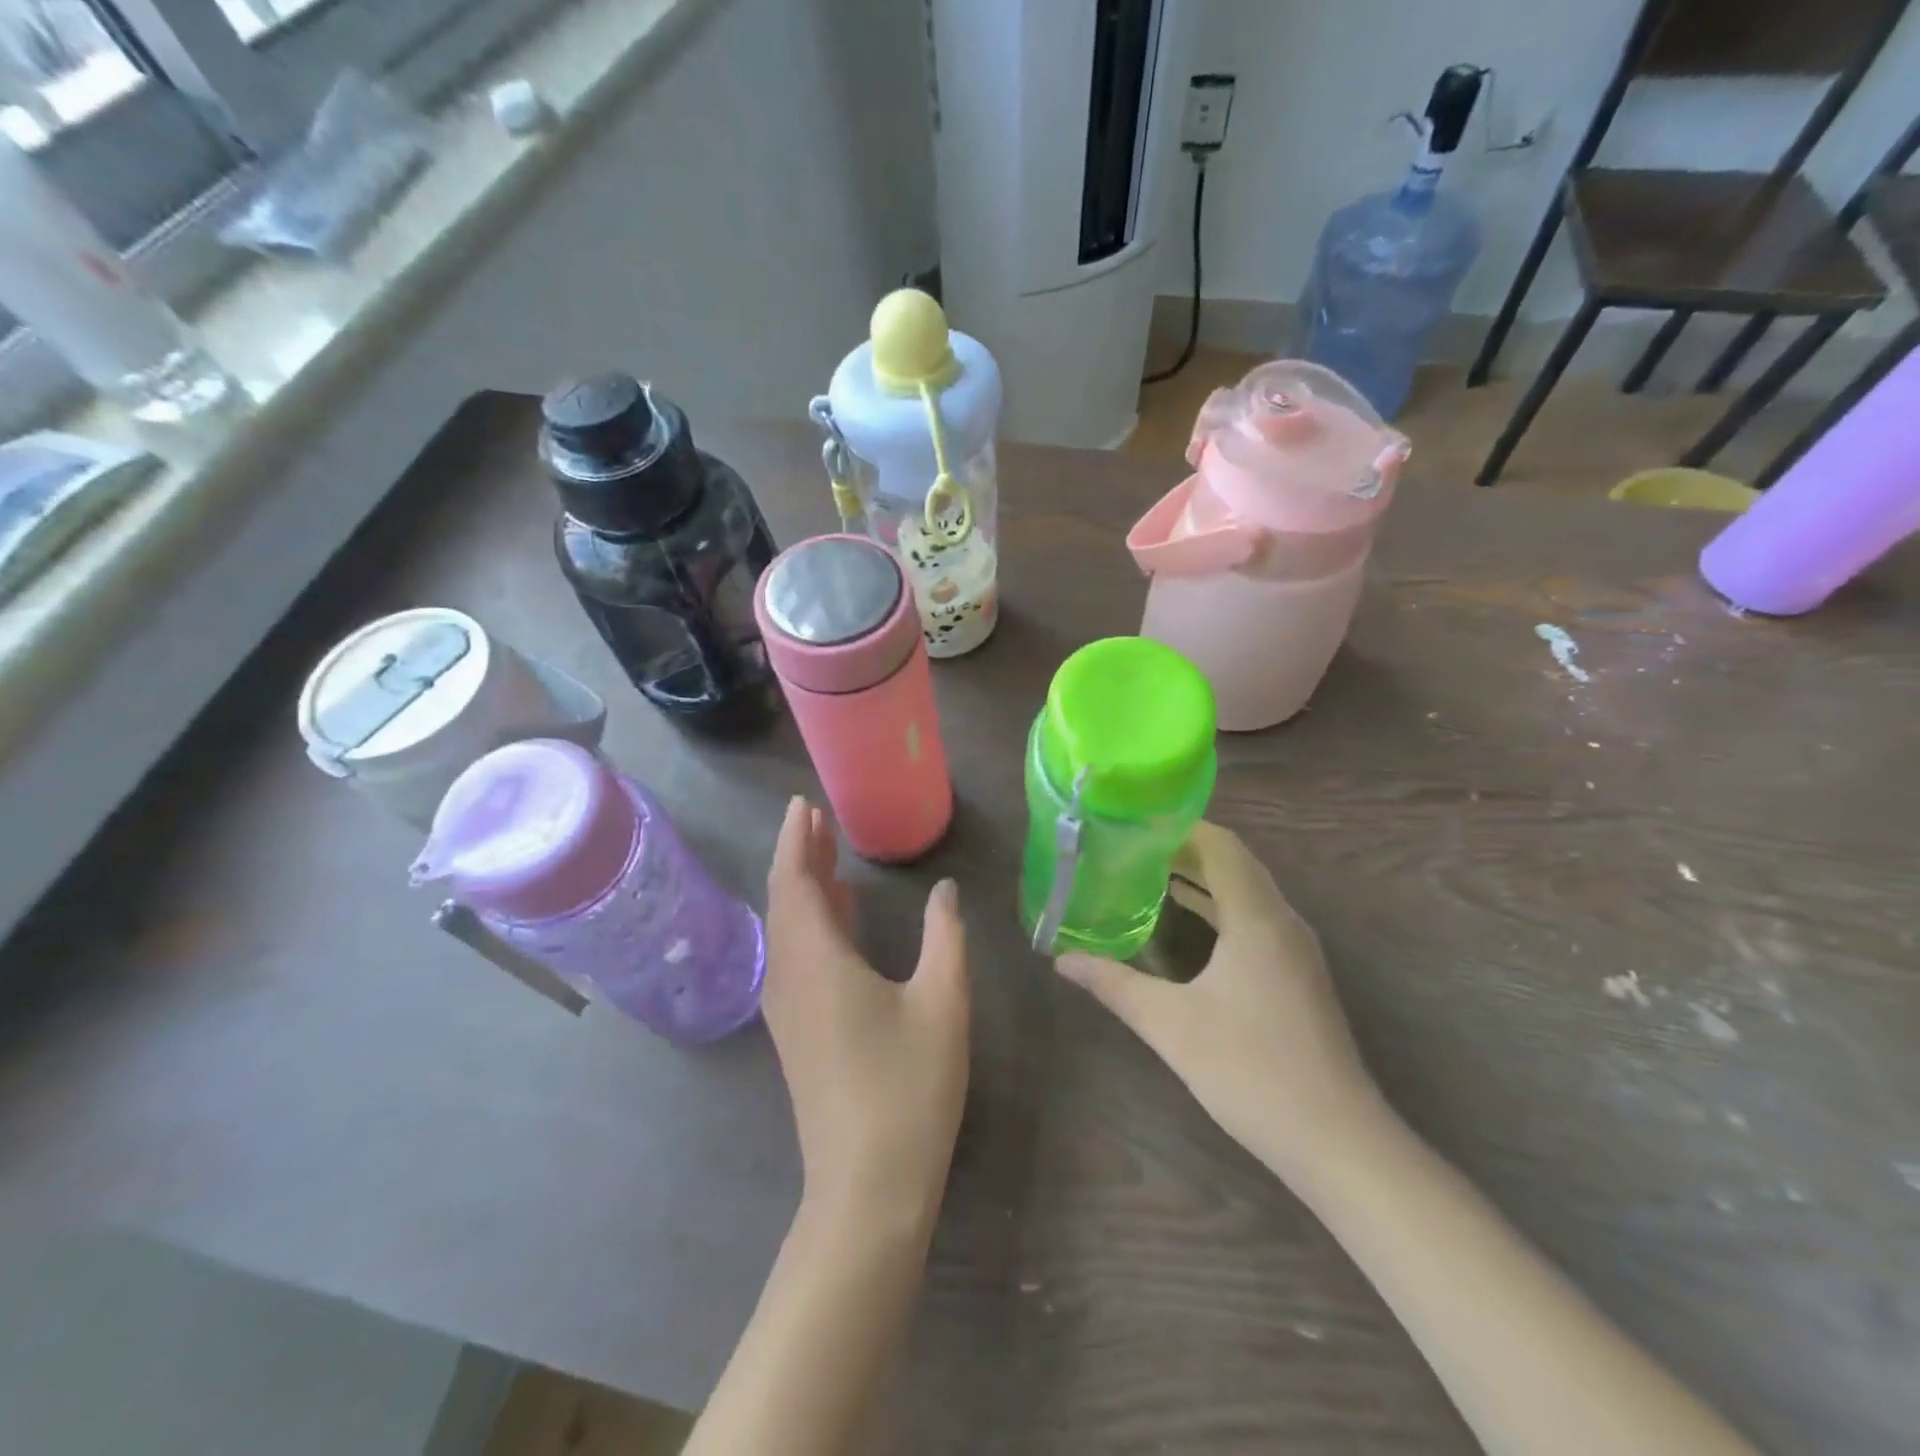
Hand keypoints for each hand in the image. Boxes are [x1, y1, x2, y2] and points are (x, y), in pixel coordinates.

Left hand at [764, 797, 970, 1232]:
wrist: (867, 1187)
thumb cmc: (909, 1088)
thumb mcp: (942, 1002)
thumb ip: (944, 937)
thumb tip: (944, 891)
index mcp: (817, 960)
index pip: (795, 881)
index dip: (796, 839)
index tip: (804, 804)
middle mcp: (790, 977)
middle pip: (786, 900)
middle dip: (799, 855)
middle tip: (816, 818)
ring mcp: (788, 1008)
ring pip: (788, 930)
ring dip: (804, 888)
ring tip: (827, 854)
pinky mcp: (797, 1032)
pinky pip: (795, 956)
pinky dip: (812, 923)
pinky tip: (839, 918)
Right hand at [1055, 821, 1380, 1178]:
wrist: (1337, 1141)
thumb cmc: (1251, 1071)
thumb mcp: (1170, 1025)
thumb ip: (1114, 985)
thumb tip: (1061, 959)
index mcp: (1258, 919)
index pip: (1221, 846)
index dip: (1180, 827)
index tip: (1134, 823)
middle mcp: (1282, 922)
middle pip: (1235, 863)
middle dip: (1185, 849)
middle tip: (1131, 846)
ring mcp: (1295, 950)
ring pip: (1247, 892)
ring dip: (1203, 878)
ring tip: (1149, 872)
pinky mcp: (1297, 975)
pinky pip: (1255, 919)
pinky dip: (1219, 907)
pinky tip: (1187, 922)